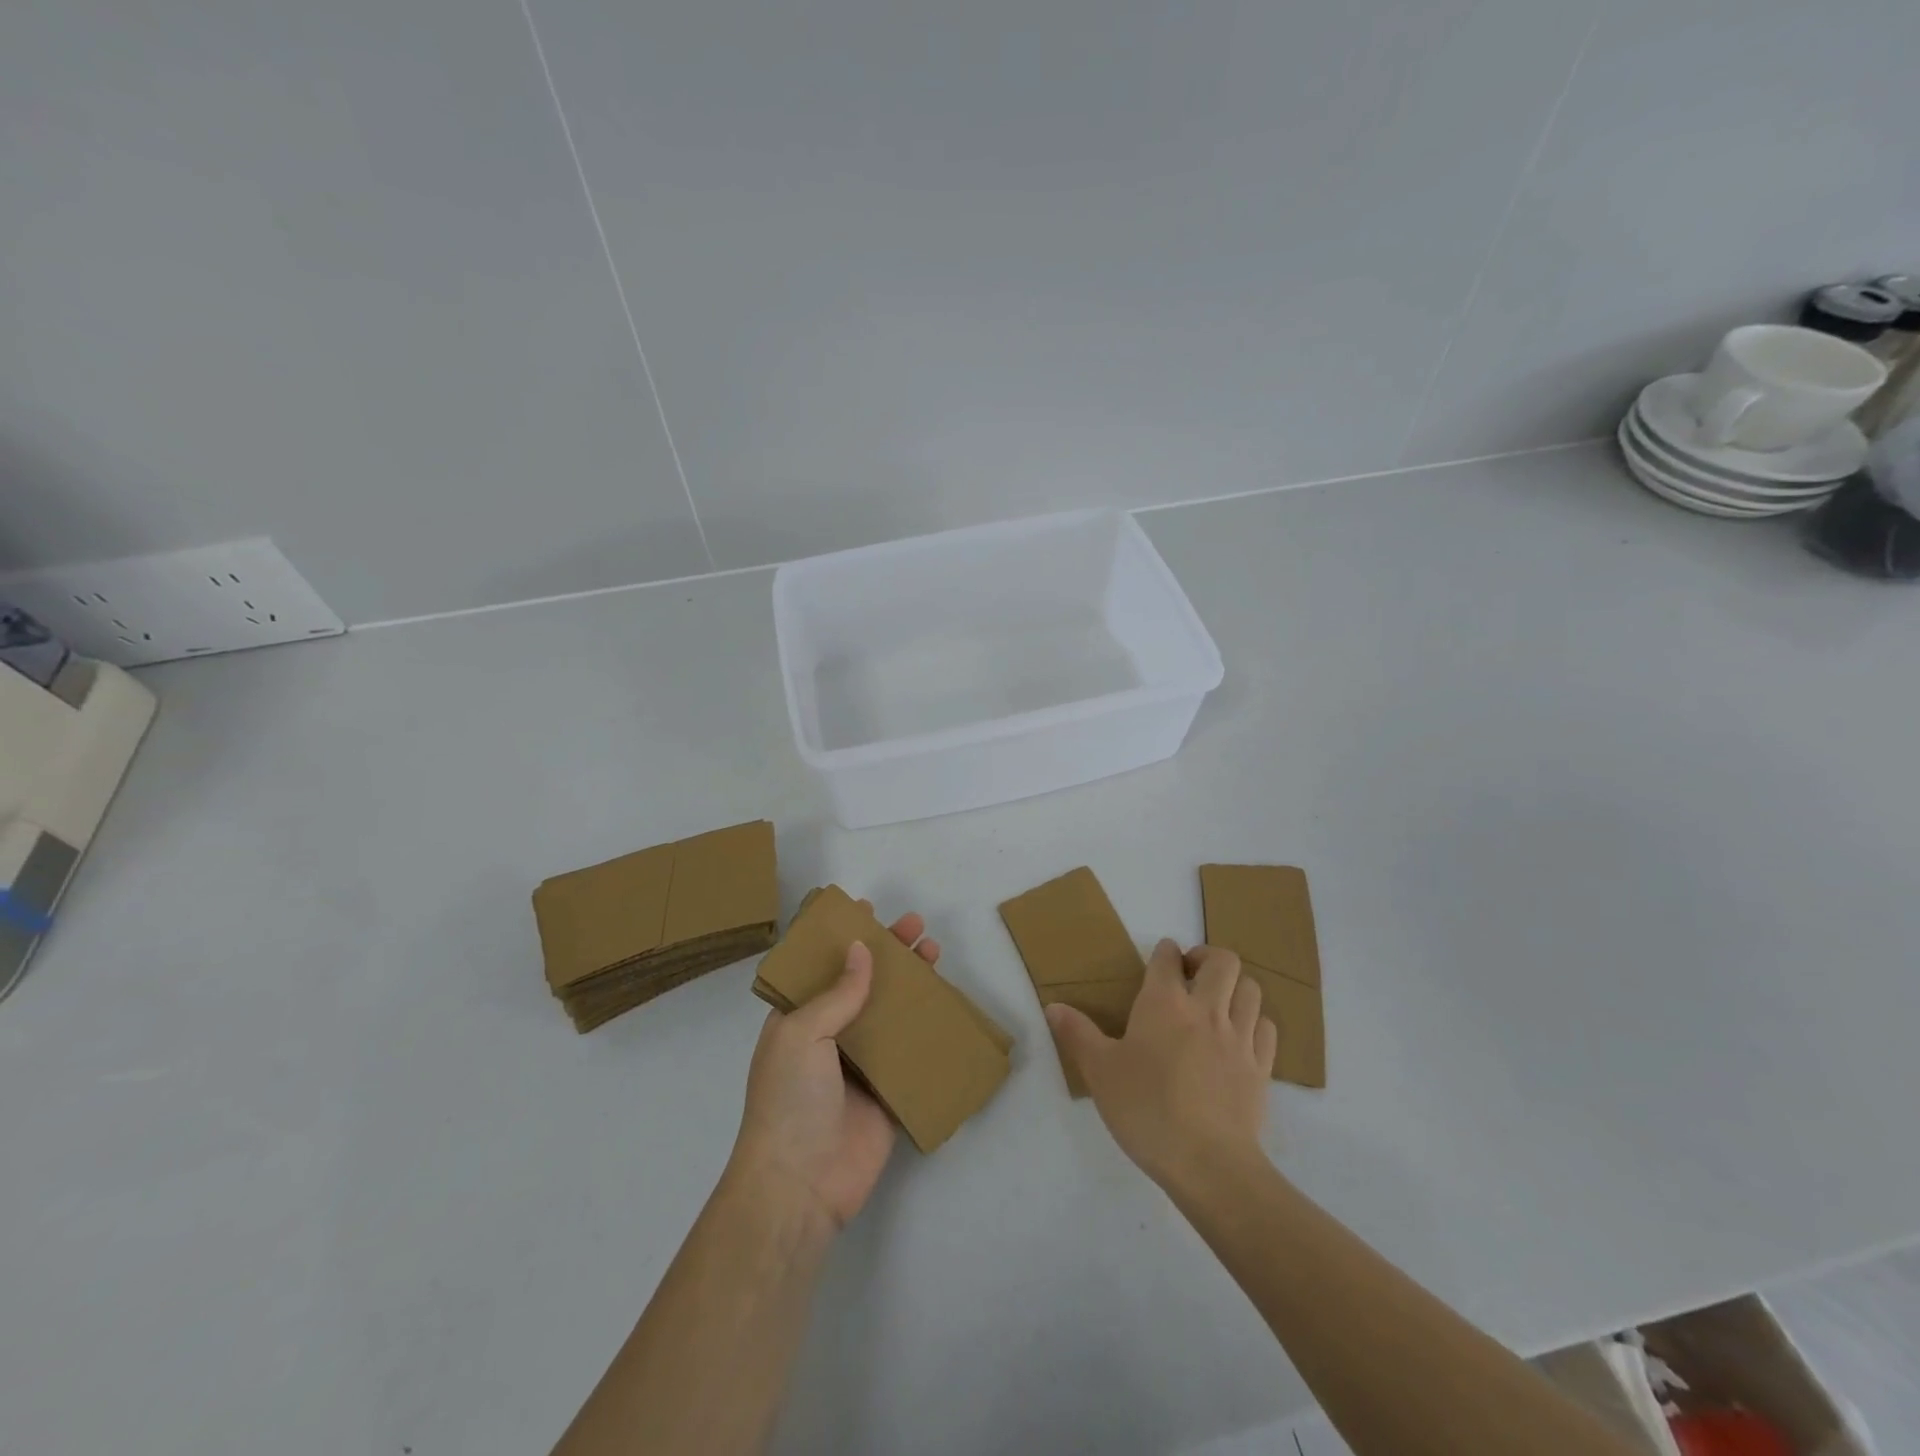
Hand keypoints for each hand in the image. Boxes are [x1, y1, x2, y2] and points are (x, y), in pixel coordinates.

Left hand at [729, 907, 939, 1231]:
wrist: (800, 1186)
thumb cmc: (789, 1100)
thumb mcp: (802, 1034)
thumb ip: (837, 993)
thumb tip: (861, 948)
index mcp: (798, 1020)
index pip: (823, 968)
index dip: (843, 938)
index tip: (868, 911)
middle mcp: (829, 1037)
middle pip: (864, 985)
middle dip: (889, 953)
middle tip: (917, 927)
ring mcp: (860, 1066)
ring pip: (891, 1014)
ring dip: (912, 985)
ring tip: (936, 954)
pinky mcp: (887, 1094)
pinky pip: (910, 1054)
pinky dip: (928, 1030)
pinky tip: (947, 1008)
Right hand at [1046, 939, 1276, 1191]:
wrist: (1208, 1164)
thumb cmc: (1147, 1110)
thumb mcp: (1100, 1072)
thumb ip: (1077, 1034)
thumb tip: (1053, 1006)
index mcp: (1164, 1004)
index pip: (1168, 958)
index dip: (1164, 951)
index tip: (1160, 958)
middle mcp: (1206, 1010)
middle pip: (1223, 961)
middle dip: (1207, 958)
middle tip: (1191, 974)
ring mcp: (1239, 1038)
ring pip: (1250, 989)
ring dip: (1234, 986)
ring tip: (1217, 1002)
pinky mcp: (1261, 1068)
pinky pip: (1266, 1027)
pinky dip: (1254, 1021)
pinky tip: (1240, 1036)